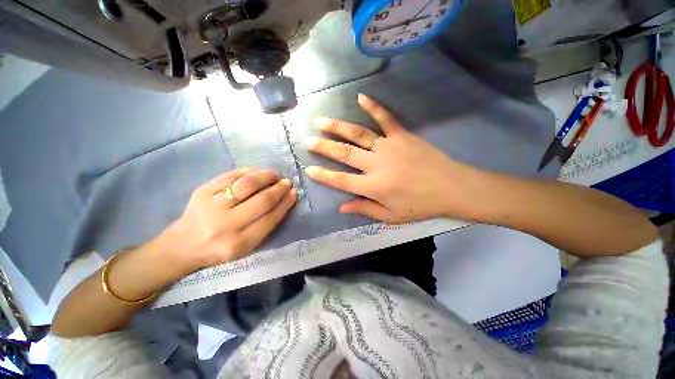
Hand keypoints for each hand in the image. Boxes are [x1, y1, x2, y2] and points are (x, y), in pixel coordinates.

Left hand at [156, 168, 296, 273]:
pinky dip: (248, 171)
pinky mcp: (201, 191)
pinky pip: (230, 176)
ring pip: (247, 184)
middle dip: (279, 189)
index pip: (270, 219)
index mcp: (238, 243)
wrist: (182, 245)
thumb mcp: (245, 246)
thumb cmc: (220, 248)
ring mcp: (211, 206)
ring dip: (266, 176)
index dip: (285, 204)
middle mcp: (225, 225)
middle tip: (287, 182)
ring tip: (274, 175)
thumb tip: (284, 200)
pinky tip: (257, 172)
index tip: (294, 193)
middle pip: (262, 201)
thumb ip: (265, 226)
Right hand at [304, 94, 482, 223]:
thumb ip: (365, 210)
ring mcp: (389, 146)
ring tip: (321, 121)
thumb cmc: (421, 205)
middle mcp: (377, 165)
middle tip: (307, 140)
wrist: (453, 187)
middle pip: (344, 154)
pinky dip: (373, 107)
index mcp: (374, 187)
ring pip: (358, 135)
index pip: (341, 181)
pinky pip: (386, 119)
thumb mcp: (391, 216)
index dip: (324, 176)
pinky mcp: (402, 135)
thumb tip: (342, 207)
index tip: (309, 169)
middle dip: (323, 147)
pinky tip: (360, 97)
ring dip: (338, 127)